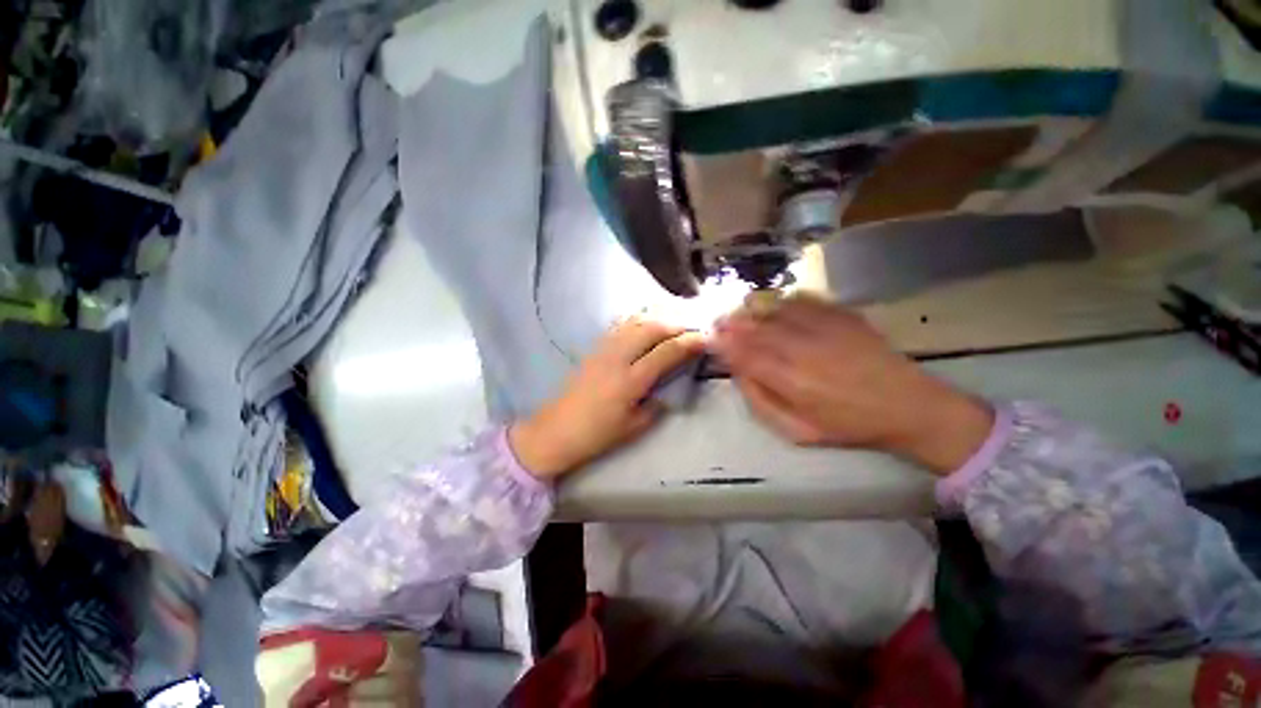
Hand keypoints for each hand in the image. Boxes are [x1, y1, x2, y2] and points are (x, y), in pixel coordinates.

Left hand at [509, 316, 706, 479]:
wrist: (556, 430)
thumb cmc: (597, 434)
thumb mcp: (634, 427)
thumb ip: (656, 405)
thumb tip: (668, 390)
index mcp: (631, 381)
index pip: (666, 352)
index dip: (689, 342)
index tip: (706, 338)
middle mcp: (618, 358)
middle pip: (652, 328)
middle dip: (676, 324)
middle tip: (692, 328)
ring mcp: (604, 350)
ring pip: (635, 322)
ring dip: (658, 318)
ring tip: (674, 323)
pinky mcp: (594, 349)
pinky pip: (620, 326)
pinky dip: (638, 320)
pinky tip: (646, 324)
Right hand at [712, 295, 993, 474]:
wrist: (907, 405)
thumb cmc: (848, 424)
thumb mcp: (797, 430)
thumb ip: (761, 402)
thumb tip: (738, 374)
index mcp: (791, 381)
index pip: (746, 355)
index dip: (724, 344)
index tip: (710, 337)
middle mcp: (803, 349)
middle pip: (757, 329)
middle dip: (732, 324)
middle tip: (716, 321)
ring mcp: (824, 328)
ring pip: (776, 311)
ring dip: (752, 310)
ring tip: (738, 311)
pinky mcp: (842, 316)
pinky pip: (802, 301)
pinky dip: (781, 301)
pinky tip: (773, 304)